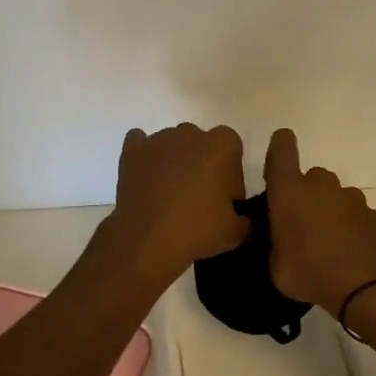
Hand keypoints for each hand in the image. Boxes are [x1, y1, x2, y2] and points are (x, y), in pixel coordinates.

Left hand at [102, 123, 248, 283]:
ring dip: (176, 161)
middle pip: (201, 142)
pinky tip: (147, 176)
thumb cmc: (197, 231)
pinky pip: (140, 142)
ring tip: (170, 193)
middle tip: (200, 195)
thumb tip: (239, 218)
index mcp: (221, 147)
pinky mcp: (132, 152)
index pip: (232, 146)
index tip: (226, 196)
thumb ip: (243, 219)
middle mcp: (190, 134)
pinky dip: (145, 156)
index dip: (231, 171)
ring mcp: (158, 140)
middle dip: (203, 163)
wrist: (147, 240)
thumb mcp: (234, 232)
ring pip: (172, 144)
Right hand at [263, 128, 375, 316]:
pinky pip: (356, 215)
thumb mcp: (276, 266)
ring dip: (330, 211)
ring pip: (335, 196)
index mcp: (289, 191)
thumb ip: (276, 244)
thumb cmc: (310, 273)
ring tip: (327, 244)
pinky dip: (351, 227)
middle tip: (302, 225)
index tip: (280, 147)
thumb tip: (281, 240)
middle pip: (311, 178)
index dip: (280, 145)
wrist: (367, 287)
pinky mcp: (374, 214)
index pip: (282, 150)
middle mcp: (321, 185)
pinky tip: (350, 253)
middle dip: (306, 195)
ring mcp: (351, 198)